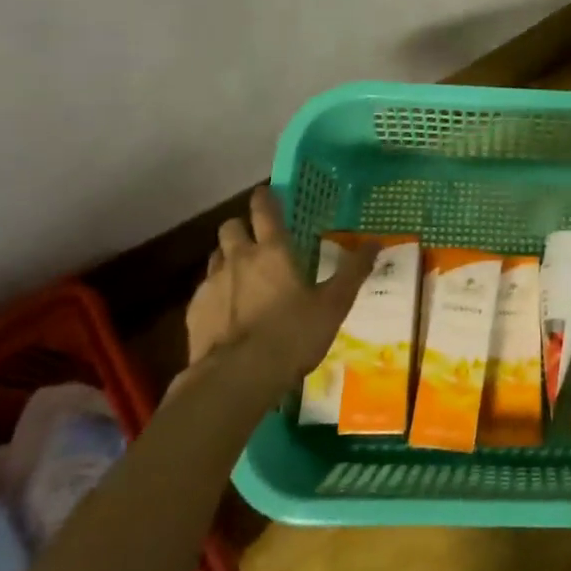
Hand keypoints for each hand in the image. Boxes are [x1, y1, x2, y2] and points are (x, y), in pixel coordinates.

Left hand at [182, 188, 375, 390]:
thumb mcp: (334, 305)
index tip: (266, 193)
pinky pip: (204, 289)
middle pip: (231, 226)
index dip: (265, 198)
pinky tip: (227, 312)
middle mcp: (239, 258)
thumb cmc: (292, 335)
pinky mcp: (194, 311)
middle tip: (256, 240)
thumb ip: (353, 271)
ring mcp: (211, 284)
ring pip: (215, 256)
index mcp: (273, 251)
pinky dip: (216, 291)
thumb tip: (376, 241)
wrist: (235, 378)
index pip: (264, 210)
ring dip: (228, 258)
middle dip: (241, 227)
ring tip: (242, 275)